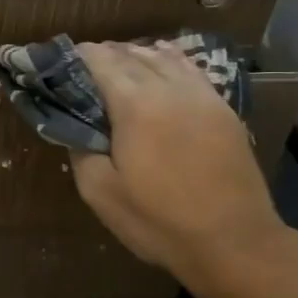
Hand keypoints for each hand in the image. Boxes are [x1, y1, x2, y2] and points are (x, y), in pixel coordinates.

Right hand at [69, 42, 286, 297]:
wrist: (235, 243)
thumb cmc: (161, 221)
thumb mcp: (101, 193)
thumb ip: (80, 150)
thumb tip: (74, 126)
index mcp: (135, 105)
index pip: (101, 62)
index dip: (79, 56)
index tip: (61, 60)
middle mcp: (169, 88)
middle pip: (131, 55)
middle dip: (104, 53)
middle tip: (84, 65)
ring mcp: (201, 96)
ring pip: (162, 57)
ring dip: (136, 54)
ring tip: (118, 60)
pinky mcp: (223, 109)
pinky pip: (190, 70)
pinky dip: (169, 59)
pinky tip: (162, 61)